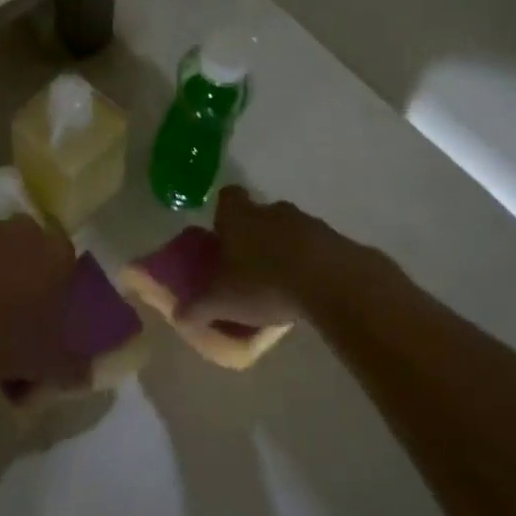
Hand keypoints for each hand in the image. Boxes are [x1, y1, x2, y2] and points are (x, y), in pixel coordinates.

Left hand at [0, 217, 86, 385]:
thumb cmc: (11, 339)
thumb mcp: (52, 362)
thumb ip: (74, 366)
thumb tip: (85, 374)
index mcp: (56, 251)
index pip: (66, 258)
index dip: (58, 283)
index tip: (49, 310)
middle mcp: (22, 231)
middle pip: (29, 247)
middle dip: (25, 270)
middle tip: (17, 309)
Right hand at [179, 186, 382, 332]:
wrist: (333, 282)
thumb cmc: (264, 282)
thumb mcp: (220, 301)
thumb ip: (196, 308)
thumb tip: (178, 317)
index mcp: (239, 216)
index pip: (227, 198)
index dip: (223, 213)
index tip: (222, 234)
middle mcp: (271, 210)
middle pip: (259, 215)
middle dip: (254, 235)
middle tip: (248, 266)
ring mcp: (308, 222)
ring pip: (289, 231)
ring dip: (285, 250)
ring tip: (281, 284)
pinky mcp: (336, 241)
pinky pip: (317, 249)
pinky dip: (312, 264)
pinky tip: (309, 291)